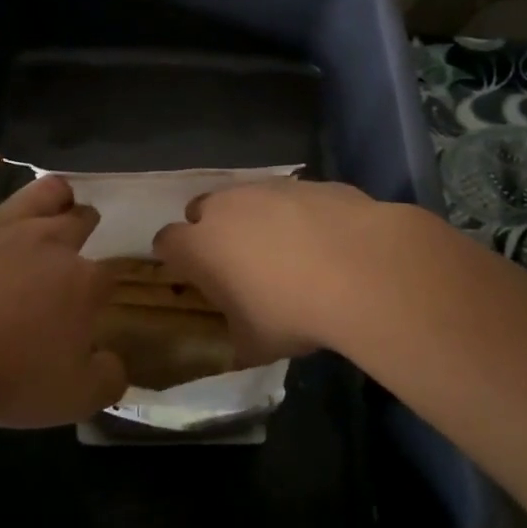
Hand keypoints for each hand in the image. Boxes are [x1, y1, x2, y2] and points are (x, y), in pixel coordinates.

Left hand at [0, 147, 125, 426]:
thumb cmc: (7, 377)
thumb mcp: (73, 398)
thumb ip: (106, 380)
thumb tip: (115, 365)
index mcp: (81, 283)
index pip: (107, 275)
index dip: (106, 283)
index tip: (100, 295)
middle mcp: (50, 242)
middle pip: (79, 221)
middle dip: (85, 224)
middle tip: (81, 233)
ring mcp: (2, 224)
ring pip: (39, 192)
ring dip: (53, 191)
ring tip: (57, 195)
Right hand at [151, 180, 407, 364]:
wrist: (361, 270)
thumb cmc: (293, 313)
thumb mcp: (257, 345)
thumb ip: (238, 338)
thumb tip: (241, 343)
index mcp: (200, 246)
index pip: (166, 241)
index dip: (176, 257)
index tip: (192, 274)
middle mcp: (226, 207)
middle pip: (202, 208)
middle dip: (212, 229)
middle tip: (237, 260)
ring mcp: (269, 189)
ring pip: (248, 198)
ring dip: (256, 219)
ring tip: (287, 251)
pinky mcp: (309, 183)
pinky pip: (292, 198)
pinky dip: (298, 215)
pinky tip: (325, 241)